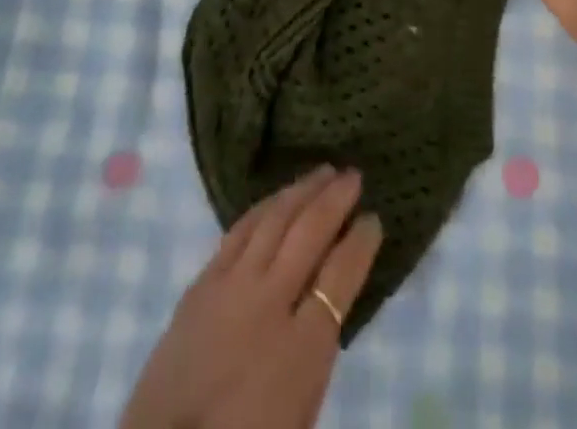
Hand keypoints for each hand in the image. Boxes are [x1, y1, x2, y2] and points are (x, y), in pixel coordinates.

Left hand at [121, 167, 382, 428]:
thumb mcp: (301, 406)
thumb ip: (318, 345)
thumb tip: (330, 297)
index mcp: (303, 346)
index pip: (342, 274)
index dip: (362, 241)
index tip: (374, 219)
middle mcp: (270, 302)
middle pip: (309, 233)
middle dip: (336, 199)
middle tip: (354, 176)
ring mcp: (232, 285)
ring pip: (274, 220)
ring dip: (302, 190)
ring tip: (321, 172)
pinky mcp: (202, 282)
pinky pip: (239, 230)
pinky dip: (264, 207)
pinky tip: (276, 197)